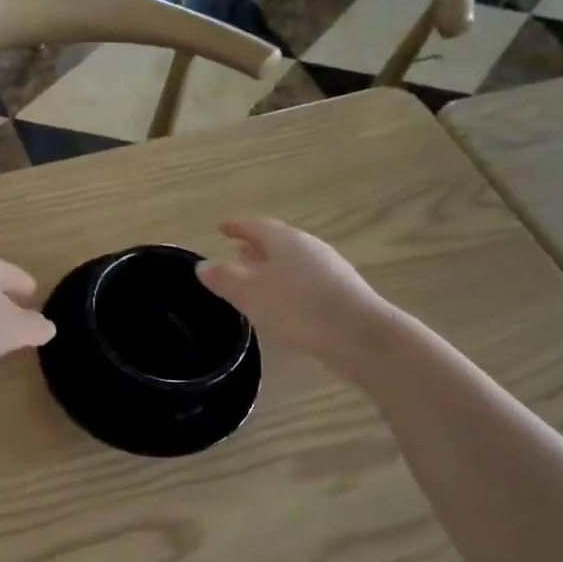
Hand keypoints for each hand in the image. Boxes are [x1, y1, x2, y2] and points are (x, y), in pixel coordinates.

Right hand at [196, 218, 395, 368]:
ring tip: (257, 277)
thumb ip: (224, 278)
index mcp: (284, 240)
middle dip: (256, 246)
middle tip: (237, 251)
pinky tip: (284, 302)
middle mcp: (308, 247)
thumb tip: (203, 265)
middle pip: (277, 241)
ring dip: (273, 266)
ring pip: (293, 261)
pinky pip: (306, 280)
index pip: (255, 226)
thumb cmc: (297, 309)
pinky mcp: (342, 292)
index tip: (221, 227)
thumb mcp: (249, 294)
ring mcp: (330, 268)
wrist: (359, 336)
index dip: (237, 226)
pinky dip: (289, 284)